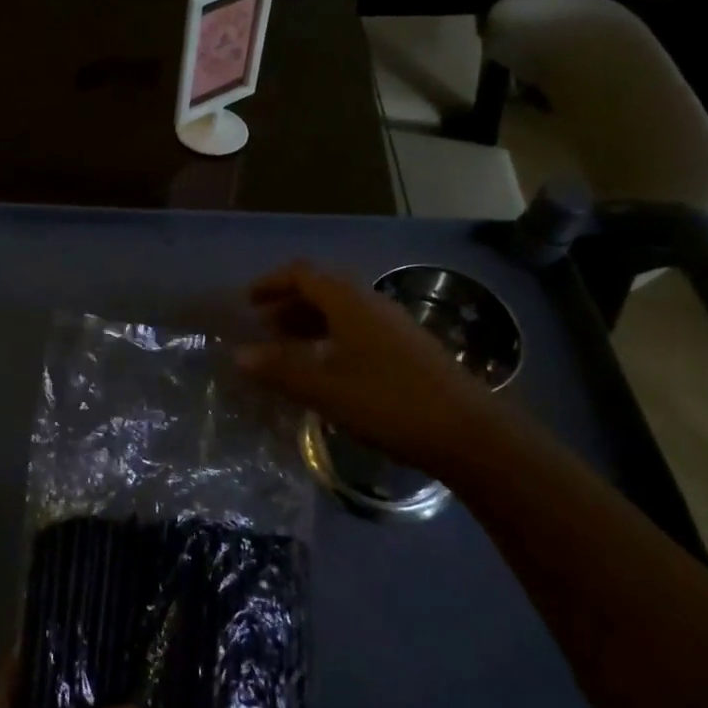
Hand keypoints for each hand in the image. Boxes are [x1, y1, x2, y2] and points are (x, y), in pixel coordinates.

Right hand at [236, 260, 512, 480]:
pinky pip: (358, 329)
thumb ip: (281, 370)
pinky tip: (328, 369)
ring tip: (288, 349)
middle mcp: (372, 304)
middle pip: (323, 290)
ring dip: (310, 323)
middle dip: (289, 305)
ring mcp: (394, 325)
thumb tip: (238, 354)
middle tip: (263, 329)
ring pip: (342, 311)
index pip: (303, 274)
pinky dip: (332, 338)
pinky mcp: (408, 348)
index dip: (272, 283)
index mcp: (350, 303)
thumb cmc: (390, 404)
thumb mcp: (326, 390)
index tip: (248, 302)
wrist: (469, 433)